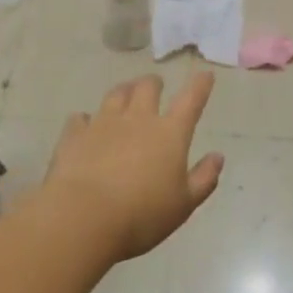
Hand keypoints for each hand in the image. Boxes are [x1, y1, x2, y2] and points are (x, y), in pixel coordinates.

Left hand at [37, 73, 224, 260]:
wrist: (83, 218)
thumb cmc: (142, 215)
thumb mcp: (184, 204)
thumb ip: (204, 178)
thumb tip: (218, 157)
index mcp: (169, 133)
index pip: (191, 100)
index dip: (200, 85)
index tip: (205, 74)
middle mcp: (137, 119)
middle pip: (147, 88)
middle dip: (154, 83)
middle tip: (156, 86)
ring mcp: (103, 124)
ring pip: (115, 95)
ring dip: (124, 91)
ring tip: (125, 94)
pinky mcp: (74, 136)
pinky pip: (80, 118)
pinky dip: (85, 119)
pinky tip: (84, 123)